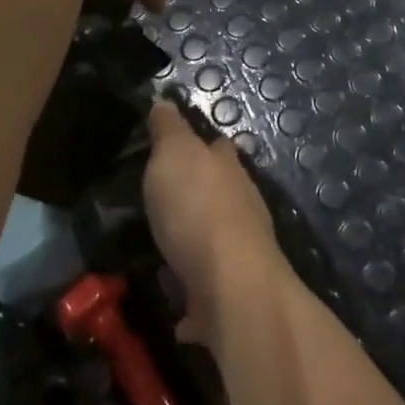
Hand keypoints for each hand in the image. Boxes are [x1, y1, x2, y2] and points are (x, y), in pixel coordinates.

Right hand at [142, 101, 286, 345]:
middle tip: (162, 201)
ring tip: (162, 249)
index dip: (198, 144)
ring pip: (215, 240)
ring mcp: (242, 252)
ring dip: (195, 244)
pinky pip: (206, 292)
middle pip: (220, 192)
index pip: (217, 147)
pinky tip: (173, 303)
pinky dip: (192, 296)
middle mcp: (242, 206)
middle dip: (198, 195)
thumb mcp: (174, 154)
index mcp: (228, 169)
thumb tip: (164, 101)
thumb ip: (169, 130)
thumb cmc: (197, 209)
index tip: (173, 148)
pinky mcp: (232, 294)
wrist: (230, 285)